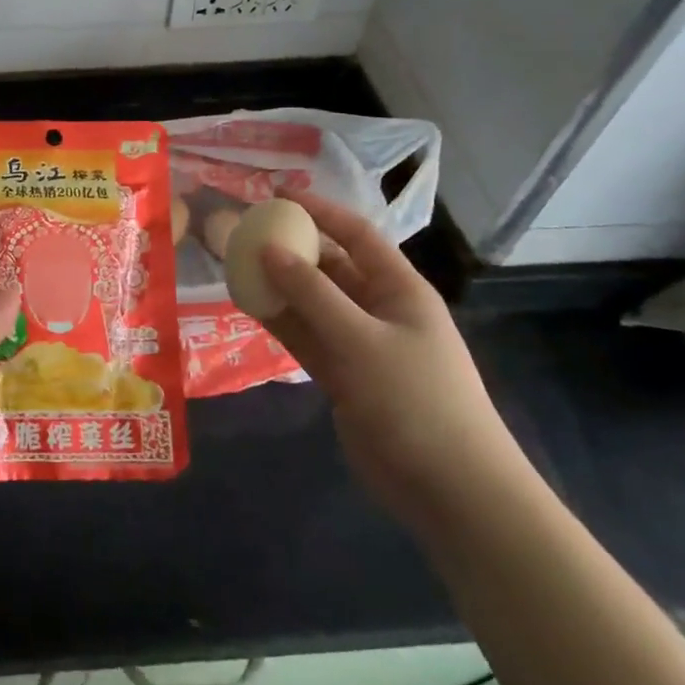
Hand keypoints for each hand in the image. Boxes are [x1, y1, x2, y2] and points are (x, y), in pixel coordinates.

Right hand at [259, 193, 529, 534]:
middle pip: (330, 267)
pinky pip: (306, 337)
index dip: (320, 211)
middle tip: (245, 233)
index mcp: (400, 290)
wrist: (448, 489)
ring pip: (312, 303)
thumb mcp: (361, 340)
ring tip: (235, 265)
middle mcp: (379, 310)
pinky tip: (248, 306)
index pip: (356, 235)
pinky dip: (280, 322)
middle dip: (291, 248)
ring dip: (279, 286)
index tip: (276, 196)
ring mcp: (360, 345)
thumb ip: (311, 294)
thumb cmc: (415, 400)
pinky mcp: (343, 376)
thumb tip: (269, 249)